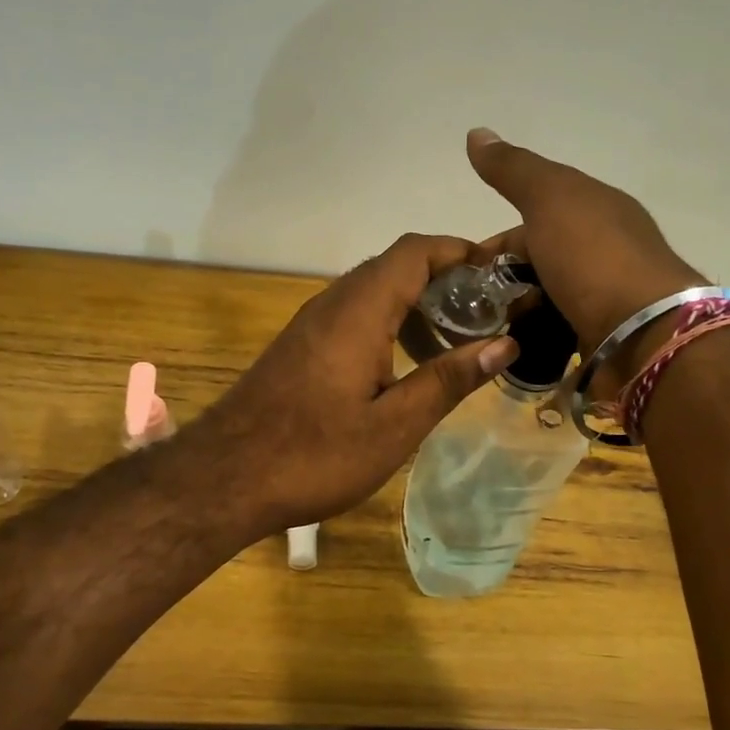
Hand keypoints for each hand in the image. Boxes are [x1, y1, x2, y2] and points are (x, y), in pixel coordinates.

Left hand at [191, 234, 518, 540]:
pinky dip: (388, 323)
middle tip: (487, 312)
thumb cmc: (315, 455)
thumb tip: (505, 343)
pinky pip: (352, 315)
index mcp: (359, 311)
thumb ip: (448, 380)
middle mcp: (332, 303)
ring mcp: (310, 324)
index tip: (499, 273)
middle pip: (394, 266)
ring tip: (455, 340)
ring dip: (415, 303)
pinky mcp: (299, 347)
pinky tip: (405, 365)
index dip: (459, 251)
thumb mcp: (394, 426)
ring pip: (372, 291)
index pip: (414, 251)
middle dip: (444, 278)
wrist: (225, 477)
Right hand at [467, 128, 708, 375]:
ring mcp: (602, 299)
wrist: (645, 333)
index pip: (532, 219)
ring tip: (482, 334)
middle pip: (534, 264)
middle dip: (499, 285)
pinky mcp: (600, 338)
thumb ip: (513, 170)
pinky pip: (553, 335)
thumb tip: (476, 133)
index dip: (494, 244)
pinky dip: (529, 340)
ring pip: (541, 301)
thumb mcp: (550, 198)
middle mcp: (601, 252)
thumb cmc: (594, 258)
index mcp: (595, 210)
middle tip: (467, 309)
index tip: (462, 271)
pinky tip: (508, 350)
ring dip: (512, 314)